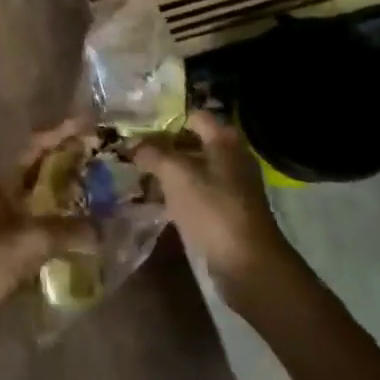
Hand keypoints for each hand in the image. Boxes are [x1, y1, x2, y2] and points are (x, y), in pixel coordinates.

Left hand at [0, 125, 97, 369]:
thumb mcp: (26, 242)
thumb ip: (67, 232)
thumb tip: (104, 230)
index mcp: (0, 188)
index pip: (35, 150)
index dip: (61, 135)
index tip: (92, 124)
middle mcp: (4, 206)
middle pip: (43, 180)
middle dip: (75, 172)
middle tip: (113, 168)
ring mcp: (6, 236)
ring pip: (47, 215)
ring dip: (74, 210)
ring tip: (112, 206)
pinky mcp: (11, 267)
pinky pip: (46, 248)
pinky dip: (67, 245)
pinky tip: (93, 250)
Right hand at [134, 109, 292, 295]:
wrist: (246, 263)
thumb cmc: (212, 208)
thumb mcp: (176, 174)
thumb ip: (153, 153)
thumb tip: (133, 144)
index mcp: (225, 140)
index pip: (193, 116)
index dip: (166, 119)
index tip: (138, 126)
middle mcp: (232, 158)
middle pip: (192, 143)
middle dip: (163, 146)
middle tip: (132, 150)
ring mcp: (231, 186)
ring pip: (193, 169)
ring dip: (167, 171)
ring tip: (137, 175)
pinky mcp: (226, 211)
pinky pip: (196, 193)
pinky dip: (177, 193)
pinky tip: (154, 200)